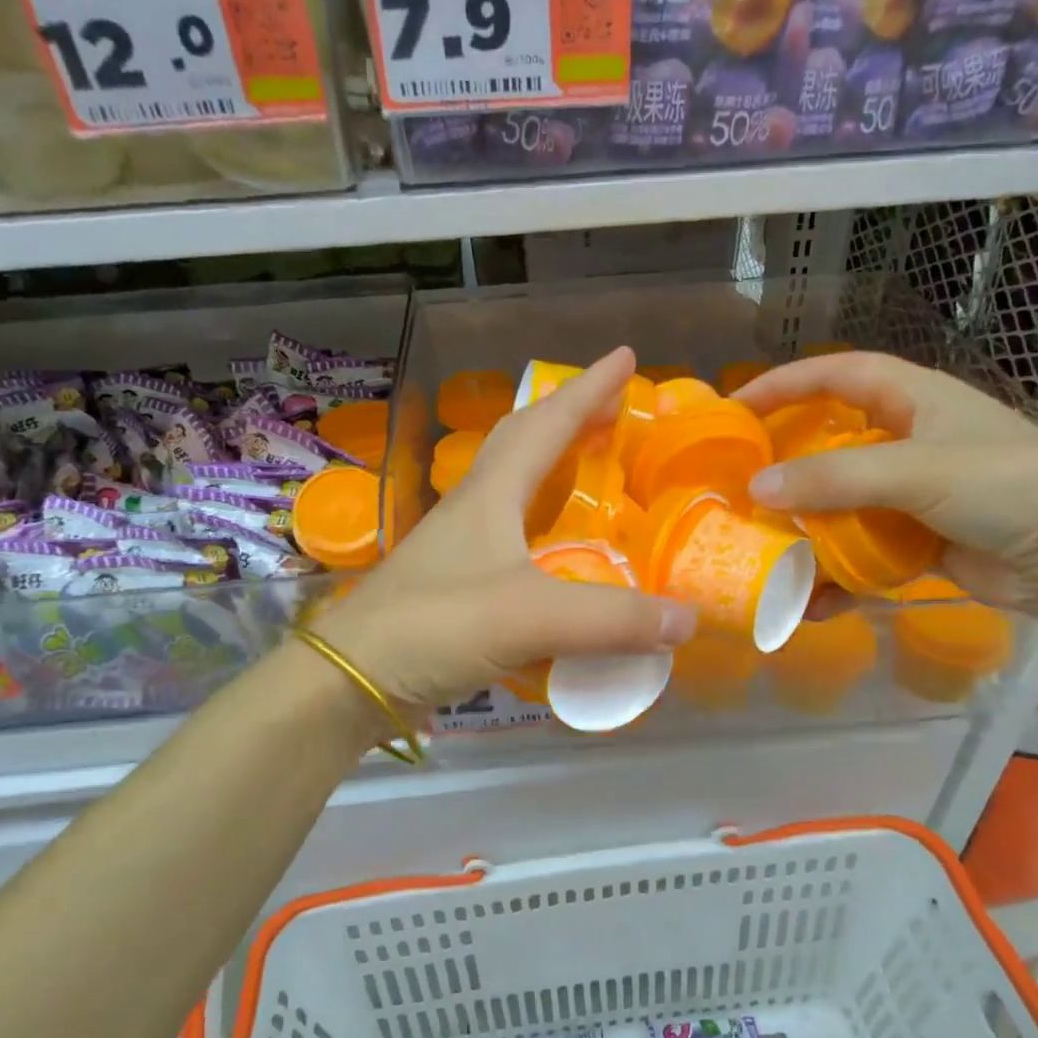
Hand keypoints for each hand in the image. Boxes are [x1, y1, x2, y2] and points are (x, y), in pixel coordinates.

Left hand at [311, 348, 696, 708]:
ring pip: (512, 486)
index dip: (588, 390)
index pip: (546, 424)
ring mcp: (459, 545)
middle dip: (568, 417)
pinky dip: (541, 523)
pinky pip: (509, 533)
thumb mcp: (529, 618)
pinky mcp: (455, 583)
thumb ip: (610, 619)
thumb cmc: (434, 628)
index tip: (626, 358)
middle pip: (522, 442)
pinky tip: (556, 548)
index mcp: (490, 495)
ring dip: (551, 466)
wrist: (350, 679)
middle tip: (613, 410)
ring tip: (590, 466)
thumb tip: (687, 620)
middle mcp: (473, 508)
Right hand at [734, 352, 1037, 611]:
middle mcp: (909, 441)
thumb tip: (757, 489)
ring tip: (761, 548)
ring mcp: (912, 495)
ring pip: (841, 504)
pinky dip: (836, 576)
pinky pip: (861, 553)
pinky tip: (809, 601)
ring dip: (804, 529)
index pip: (837, 375)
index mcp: (915, 399)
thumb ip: (834, 477)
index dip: (785, 383)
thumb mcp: (917, 470)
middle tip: (738, 482)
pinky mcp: (918, 541)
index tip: (735, 407)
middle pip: (831, 442)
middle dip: (785, 462)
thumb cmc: (1006, 486)